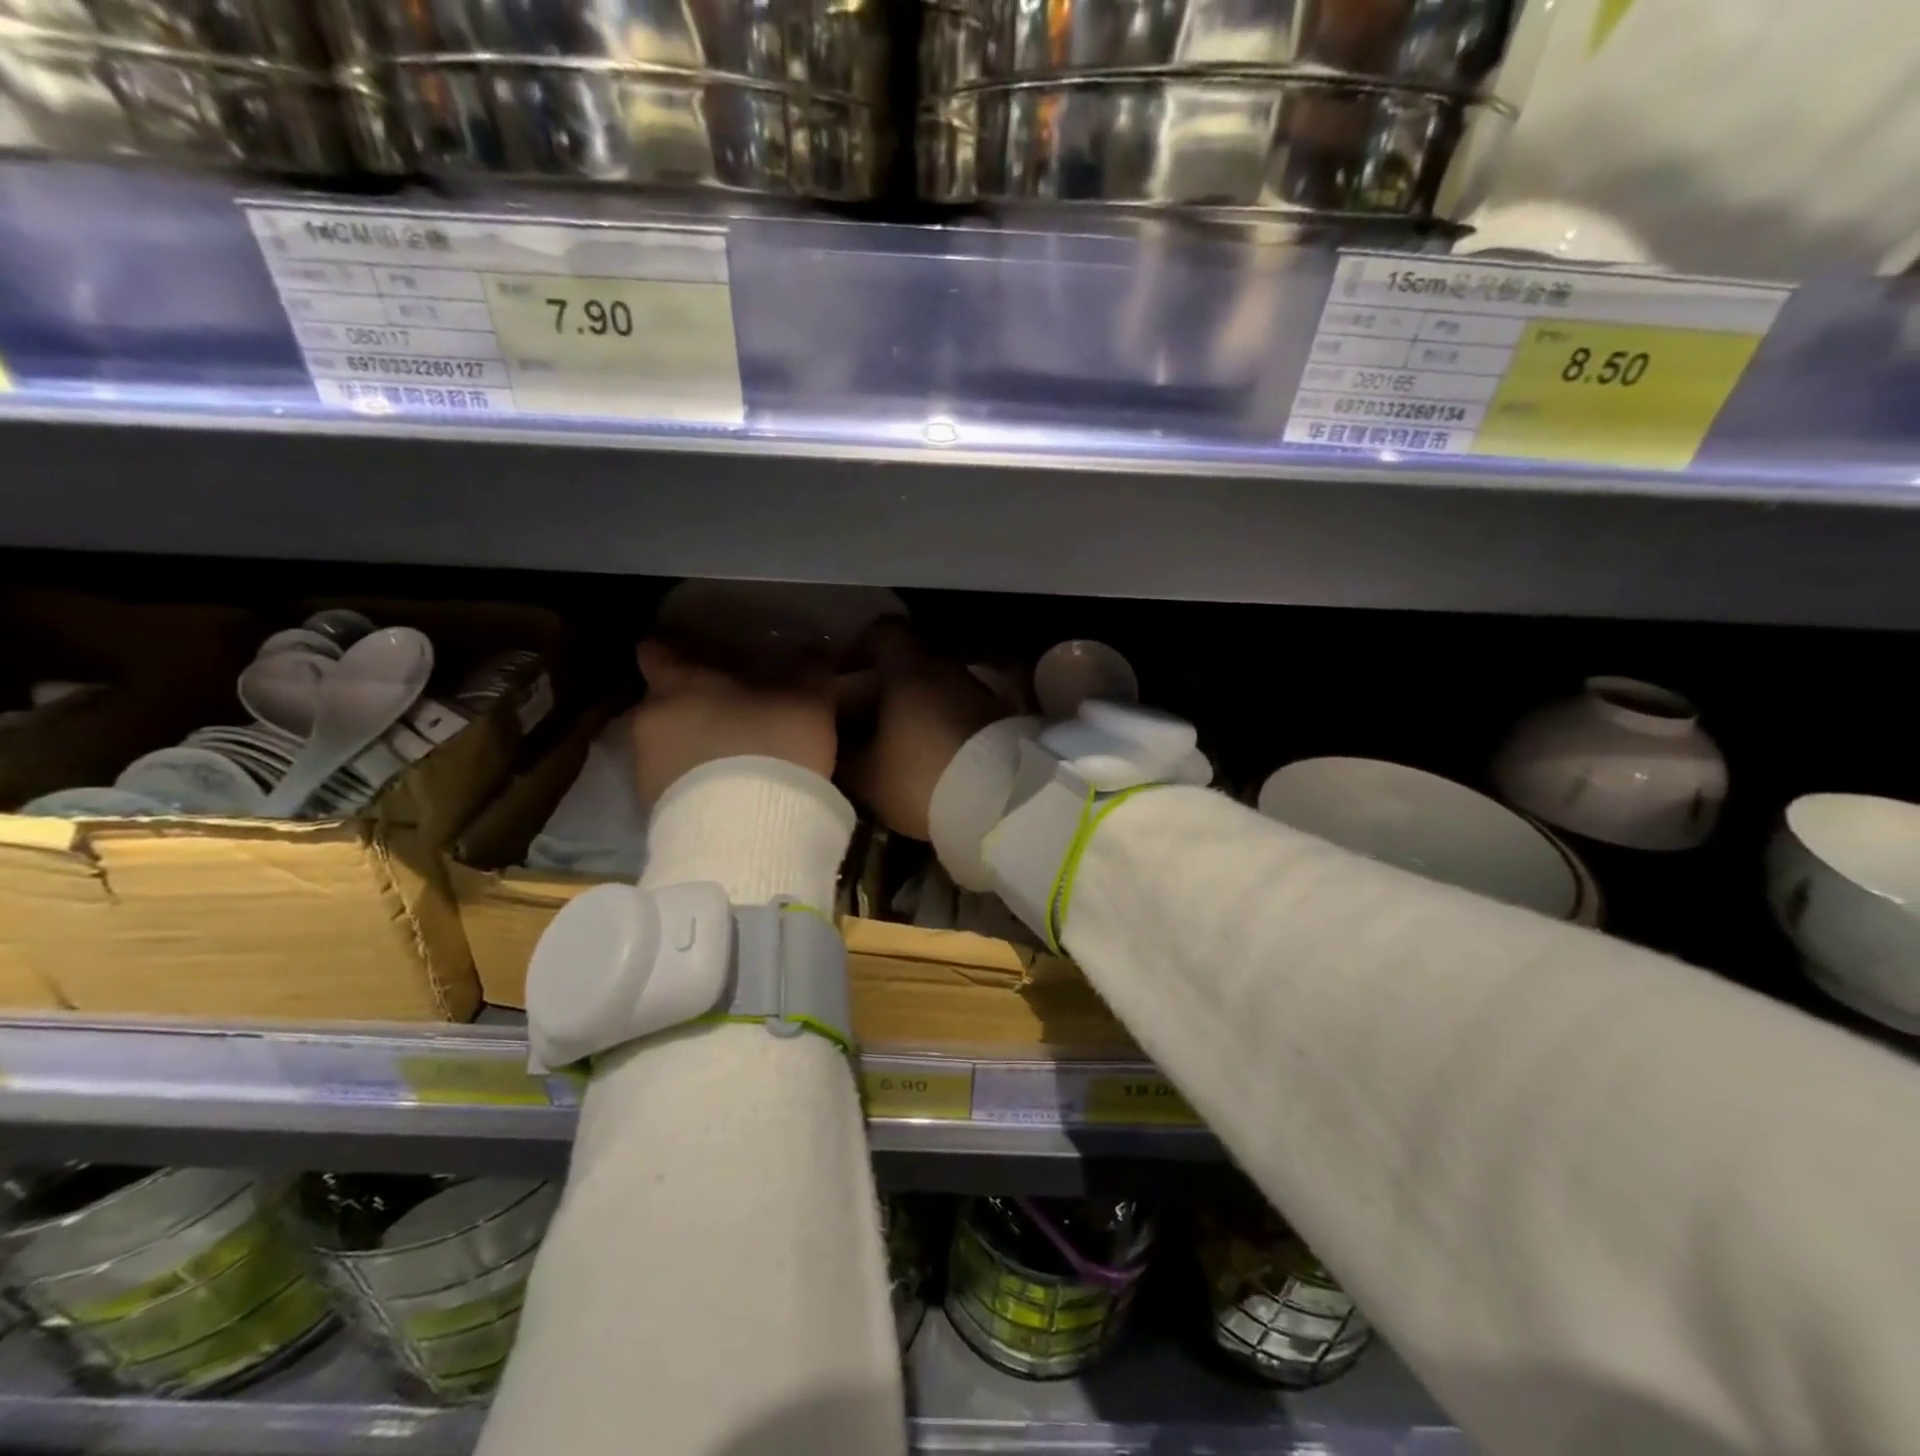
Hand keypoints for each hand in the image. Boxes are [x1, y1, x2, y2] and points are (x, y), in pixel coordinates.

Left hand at [632, 640, 836, 808]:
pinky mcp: (653, 811)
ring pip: (668, 742)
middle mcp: (650, 719)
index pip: (658, 651)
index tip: (699, 653)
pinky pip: (673, 782)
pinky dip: (695, 780)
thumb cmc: (772, 747)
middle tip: (732, 709)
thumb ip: (809, 670)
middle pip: (665, 700)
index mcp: (679, 683)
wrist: (746, 834)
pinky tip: (728, 791)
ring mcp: (645, 768)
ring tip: (734, 756)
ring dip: (694, 745)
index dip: (677, 649)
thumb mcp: (809, 702)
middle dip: (694, 703)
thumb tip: (814, 649)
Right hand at [841, 620, 1008, 839]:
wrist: (1003, 800)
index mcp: (909, 670)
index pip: (882, 630)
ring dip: (919, 705)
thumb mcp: (868, 775)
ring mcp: (980, 690)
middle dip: (887, 683)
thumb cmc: (923, 777)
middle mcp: (947, 668)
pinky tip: (935, 754)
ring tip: (901, 741)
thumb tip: (834, 743)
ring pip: (938, 685)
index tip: (844, 676)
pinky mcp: (1001, 716)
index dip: (860, 647)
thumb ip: (844, 753)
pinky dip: (945, 721)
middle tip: (868, 717)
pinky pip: (962, 707)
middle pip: (911, 660)